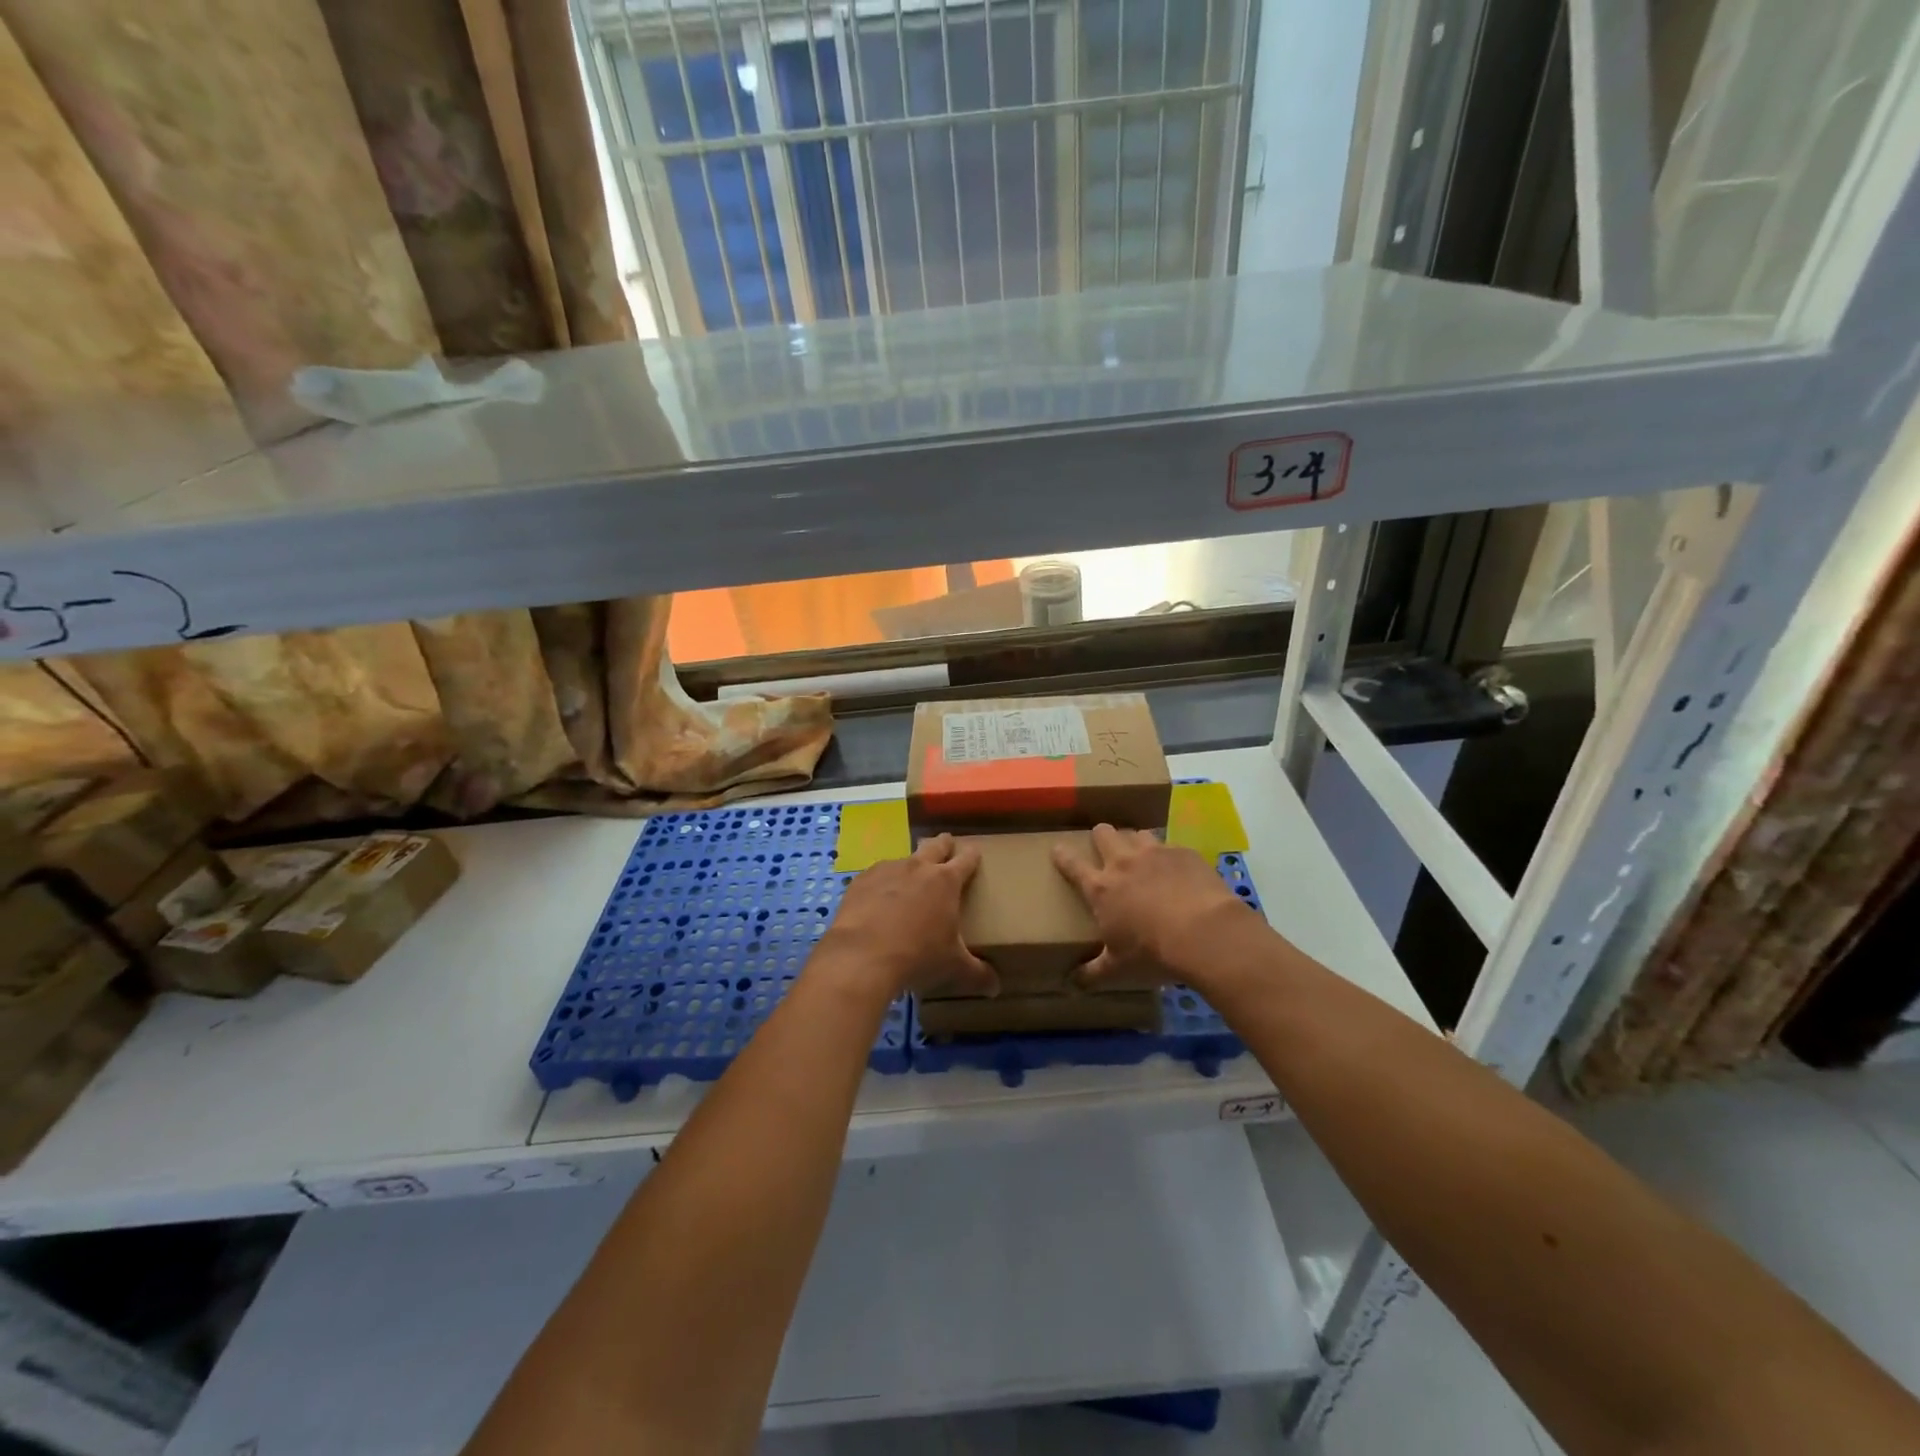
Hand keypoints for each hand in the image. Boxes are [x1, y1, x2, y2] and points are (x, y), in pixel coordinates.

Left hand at [814, 835, 997, 1000]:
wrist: (862, 956)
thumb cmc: (917, 957)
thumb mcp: (953, 967)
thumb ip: (977, 974)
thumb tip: (995, 987)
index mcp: (946, 882)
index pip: (966, 859)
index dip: (972, 855)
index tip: (975, 851)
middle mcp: (918, 867)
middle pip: (935, 845)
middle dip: (943, 844)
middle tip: (946, 845)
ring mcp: (887, 870)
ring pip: (904, 858)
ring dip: (910, 865)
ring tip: (909, 879)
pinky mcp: (861, 880)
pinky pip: (877, 875)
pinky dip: (882, 882)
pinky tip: (878, 898)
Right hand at [1052, 824, 1257, 989]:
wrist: (1204, 933)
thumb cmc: (1153, 952)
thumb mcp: (1119, 968)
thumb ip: (1093, 971)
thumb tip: (1072, 983)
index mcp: (1101, 888)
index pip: (1072, 865)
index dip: (1062, 855)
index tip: (1057, 849)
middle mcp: (1123, 862)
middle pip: (1103, 834)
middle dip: (1101, 836)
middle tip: (1105, 847)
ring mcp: (1155, 853)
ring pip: (1137, 834)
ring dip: (1136, 842)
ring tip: (1143, 856)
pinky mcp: (1184, 853)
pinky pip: (1171, 846)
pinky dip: (1170, 856)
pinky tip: (1179, 871)